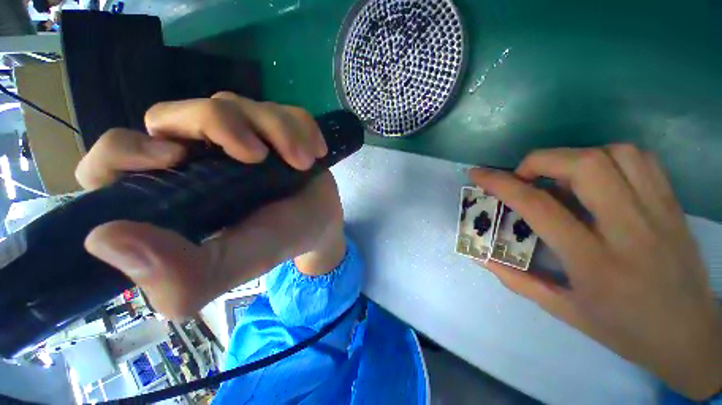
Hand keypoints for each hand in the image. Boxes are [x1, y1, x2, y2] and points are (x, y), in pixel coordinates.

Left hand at [76, 93, 344, 318]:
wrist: (321, 223)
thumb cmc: (281, 241)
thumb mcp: (234, 266)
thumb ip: (180, 274)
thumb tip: (104, 239)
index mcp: (176, 192)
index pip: (114, 159)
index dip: (126, 150)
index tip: (174, 158)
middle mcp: (199, 155)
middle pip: (179, 113)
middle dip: (223, 126)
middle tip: (261, 157)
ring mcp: (241, 135)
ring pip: (236, 104)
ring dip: (278, 130)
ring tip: (303, 162)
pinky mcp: (274, 128)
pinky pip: (281, 109)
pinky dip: (301, 127)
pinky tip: (315, 152)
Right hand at [469, 145, 721, 399]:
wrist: (691, 337)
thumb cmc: (623, 330)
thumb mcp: (563, 311)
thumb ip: (516, 279)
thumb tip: (479, 256)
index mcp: (595, 262)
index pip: (539, 206)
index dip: (501, 183)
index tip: (478, 174)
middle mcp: (630, 230)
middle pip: (583, 166)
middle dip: (539, 161)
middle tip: (524, 177)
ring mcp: (658, 212)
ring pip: (614, 154)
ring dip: (573, 156)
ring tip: (558, 176)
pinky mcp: (673, 204)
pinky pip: (640, 159)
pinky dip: (608, 156)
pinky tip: (596, 176)